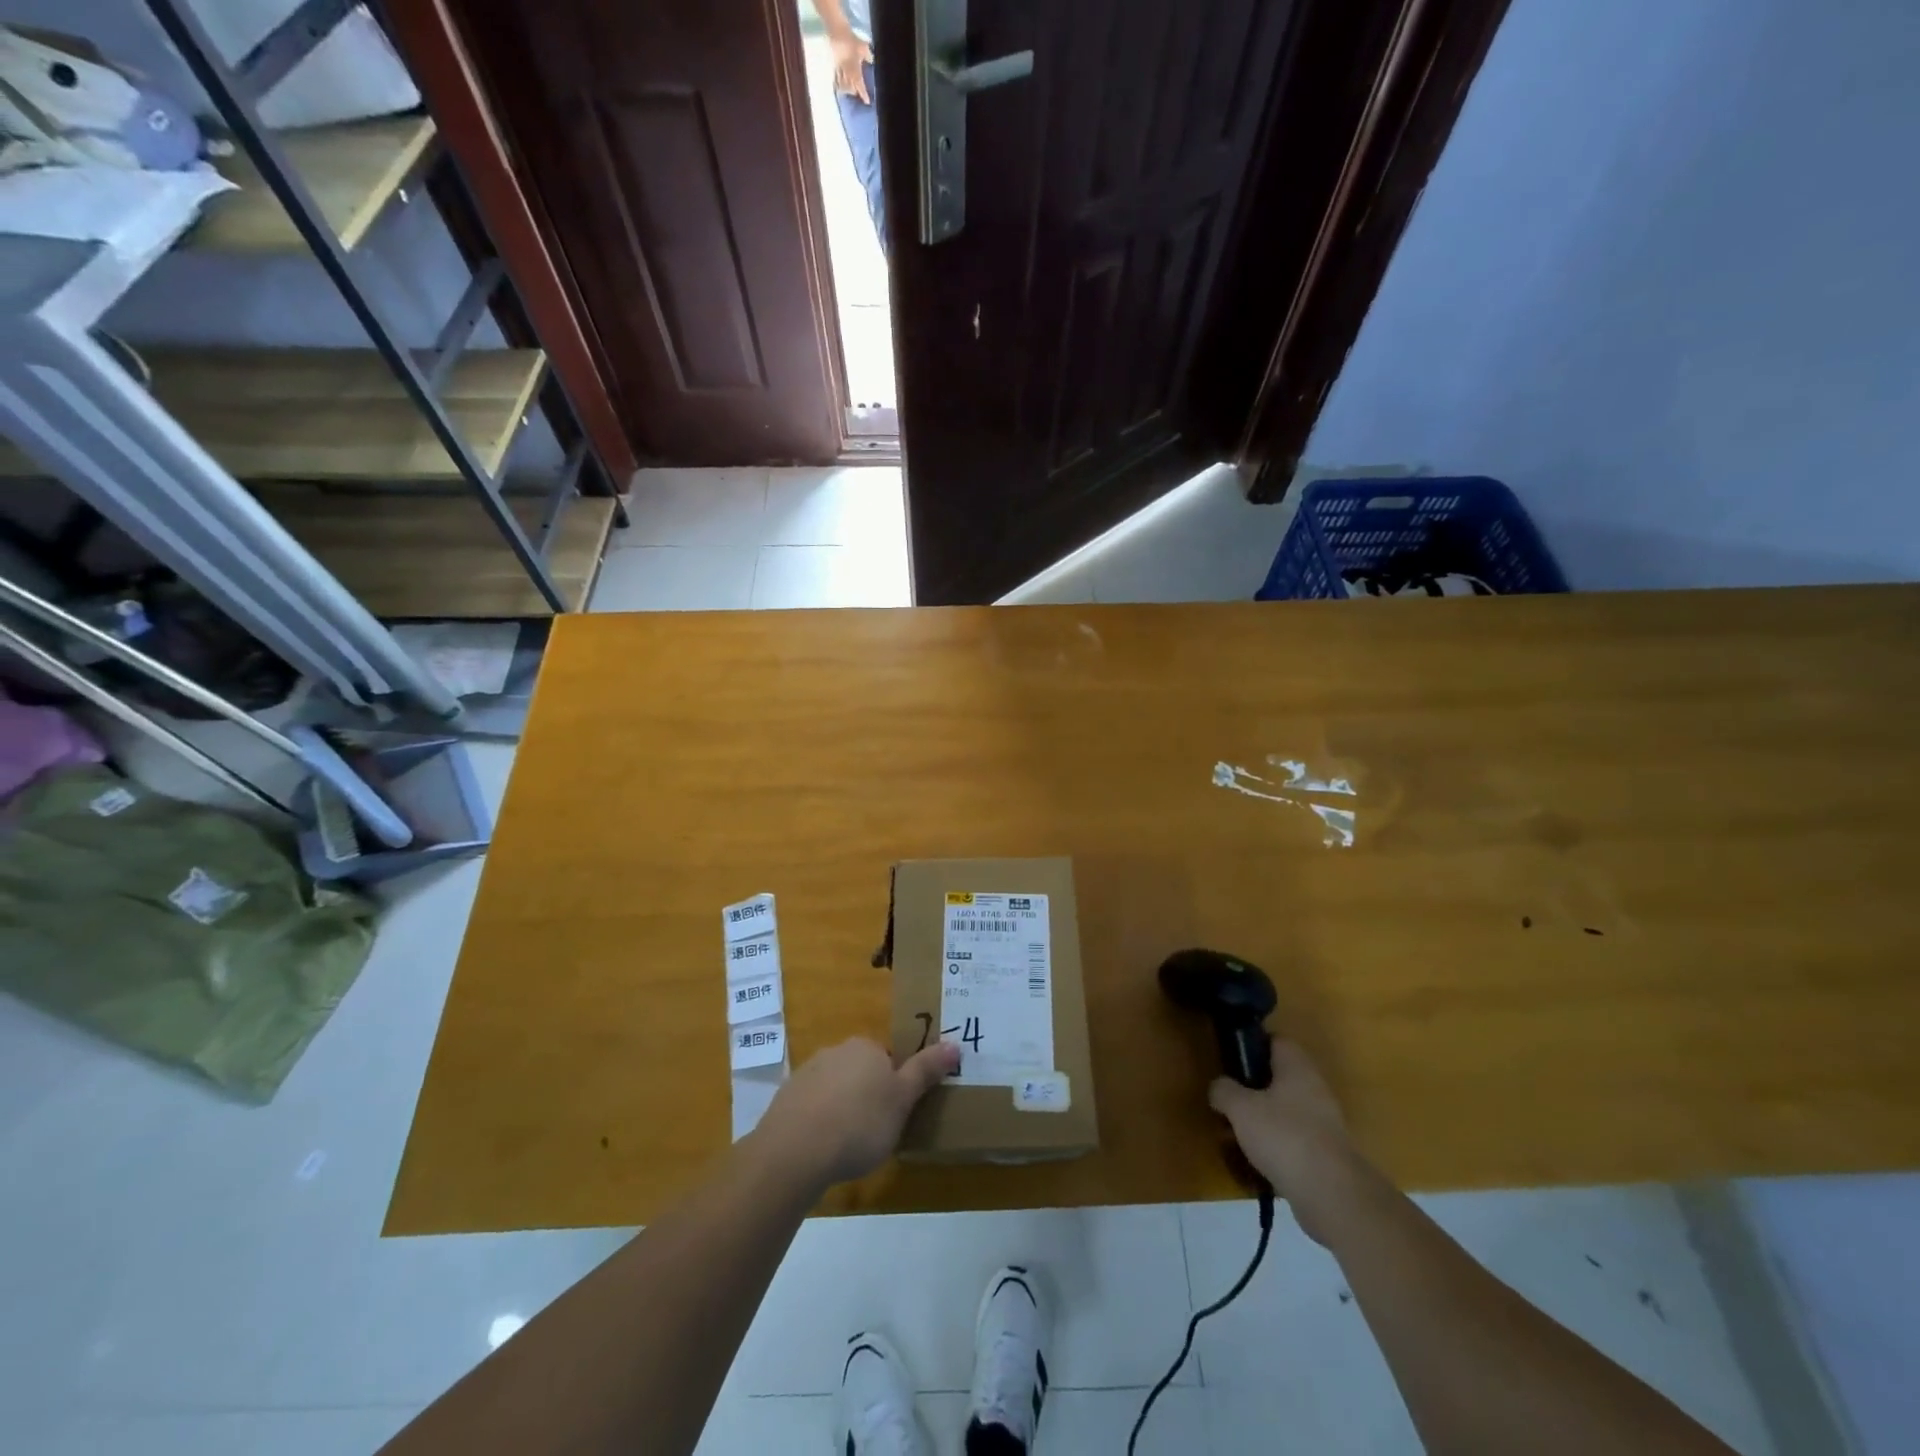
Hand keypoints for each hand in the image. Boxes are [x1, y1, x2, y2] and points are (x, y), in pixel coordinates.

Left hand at [753, 1037, 956, 1189]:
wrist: (795, 1151)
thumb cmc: (860, 1123)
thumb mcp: (903, 1099)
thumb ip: (926, 1071)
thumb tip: (955, 1044)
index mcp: (866, 1047)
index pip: (888, 1058)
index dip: (895, 1085)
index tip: (898, 1113)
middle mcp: (835, 1051)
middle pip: (861, 1070)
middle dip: (869, 1095)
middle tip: (877, 1131)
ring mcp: (807, 1073)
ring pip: (835, 1088)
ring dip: (843, 1108)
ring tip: (848, 1145)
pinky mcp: (786, 1099)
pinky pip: (812, 1106)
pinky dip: (820, 1121)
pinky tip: (823, 1148)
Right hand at [830, 32, 872, 102]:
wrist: (838, 31)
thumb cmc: (852, 40)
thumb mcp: (863, 47)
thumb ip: (868, 56)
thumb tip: (872, 61)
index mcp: (855, 69)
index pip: (860, 85)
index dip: (864, 94)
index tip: (867, 102)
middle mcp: (847, 73)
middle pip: (851, 88)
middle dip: (855, 92)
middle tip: (858, 93)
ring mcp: (840, 70)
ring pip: (843, 85)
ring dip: (847, 90)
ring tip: (850, 92)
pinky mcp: (834, 66)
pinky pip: (836, 79)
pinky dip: (838, 85)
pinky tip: (839, 89)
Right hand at [1209, 1041, 1375, 1246]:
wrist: (1332, 1195)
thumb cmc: (1284, 1136)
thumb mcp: (1240, 1108)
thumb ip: (1224, 1091)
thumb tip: (1219, 1087)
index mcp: (1297, 1067)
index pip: (1276, 1040)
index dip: (1253, 1044)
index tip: (1232, 1058)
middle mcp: (1315, 1089)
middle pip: (1280, 1077)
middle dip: (1254, 1088)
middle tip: (1229, 1099)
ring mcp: (1325, 1123)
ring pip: (1286, 1110)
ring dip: (1263, 1119)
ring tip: (1237, 1134)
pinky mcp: (1327, 1154)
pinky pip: (1294, 1140)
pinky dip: (1276, 1146)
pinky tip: (1256, 1160)